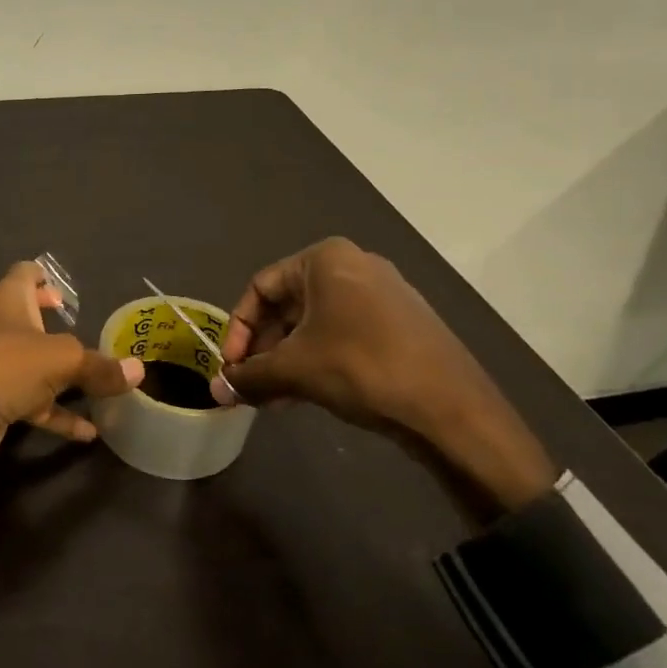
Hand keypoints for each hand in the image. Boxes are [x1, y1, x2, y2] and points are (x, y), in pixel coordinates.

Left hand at [0, 260, 143, 482]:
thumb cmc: (3, 366)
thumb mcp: (61, 360)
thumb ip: (100, 366)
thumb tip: (139, 370)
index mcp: (9, 302)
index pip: (24, 274)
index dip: (43, 275)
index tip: (65, 288)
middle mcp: (2, 329)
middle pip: (28, 318)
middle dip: (53, 323)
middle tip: (80, 327)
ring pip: (36, 366)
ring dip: (65, 376)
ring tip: (101, 383)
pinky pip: (36, 406)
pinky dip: (61, 416)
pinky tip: (90, 433)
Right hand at [216, 237, 554, 515]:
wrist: (452, 408)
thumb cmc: (361, 368)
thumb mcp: (294, 370)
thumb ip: (248, 376)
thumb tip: (215, 392)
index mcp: (326, 259)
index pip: (261, 287)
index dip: (238, 329)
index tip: (231, 367)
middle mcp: (355, 265)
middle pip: (288, 306)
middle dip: (263, 348)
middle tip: (249, 385)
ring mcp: (383, 294)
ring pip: (315, 324)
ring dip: (287, 360)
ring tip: (273, 398)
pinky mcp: (401, 324)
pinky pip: (344, 334)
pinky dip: (318, 360)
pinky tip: (306, 395)